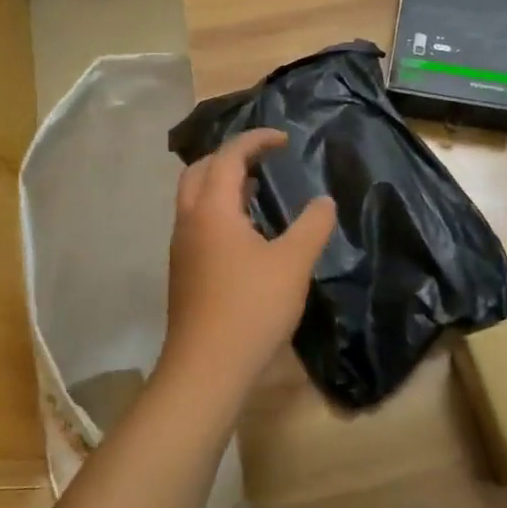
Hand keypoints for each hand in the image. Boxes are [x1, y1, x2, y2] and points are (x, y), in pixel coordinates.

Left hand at [159, 128, 336, 409]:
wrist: (207, 368)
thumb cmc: (251, 307)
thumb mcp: (293, 262)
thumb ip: (312, 226)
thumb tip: (323, 201)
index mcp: (212, 210)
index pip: (228, 156)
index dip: (256, 140)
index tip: (284, 139)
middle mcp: (190, 221)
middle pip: (201, 171)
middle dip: (230, 156)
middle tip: (264, 159)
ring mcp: (183, 248)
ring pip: (196, 199)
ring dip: (223, 184)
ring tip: (259, 190)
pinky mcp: (185, 272)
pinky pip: (199, 223)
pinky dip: (221, 210)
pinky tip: (249, 233)